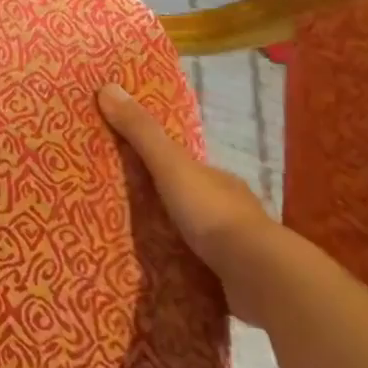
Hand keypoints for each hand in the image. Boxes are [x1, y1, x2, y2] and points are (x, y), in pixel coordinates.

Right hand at [98, 82, 277, 322]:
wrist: (260, 275)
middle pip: (190, 199)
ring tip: (137, 245)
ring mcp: (236, 247)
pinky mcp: (235, 280)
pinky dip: (185, 268)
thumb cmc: (212, 212)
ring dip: (174, 237)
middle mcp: (231, 208)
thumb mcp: (170, 165)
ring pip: (198, 235)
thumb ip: (141, 132)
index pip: (185, 165)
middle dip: (164, 203)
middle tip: (124, 210)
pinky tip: (163, 274)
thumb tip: (107, 87)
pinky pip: (202, 268)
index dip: (159, 163)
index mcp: (217, 179)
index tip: (129, 169)